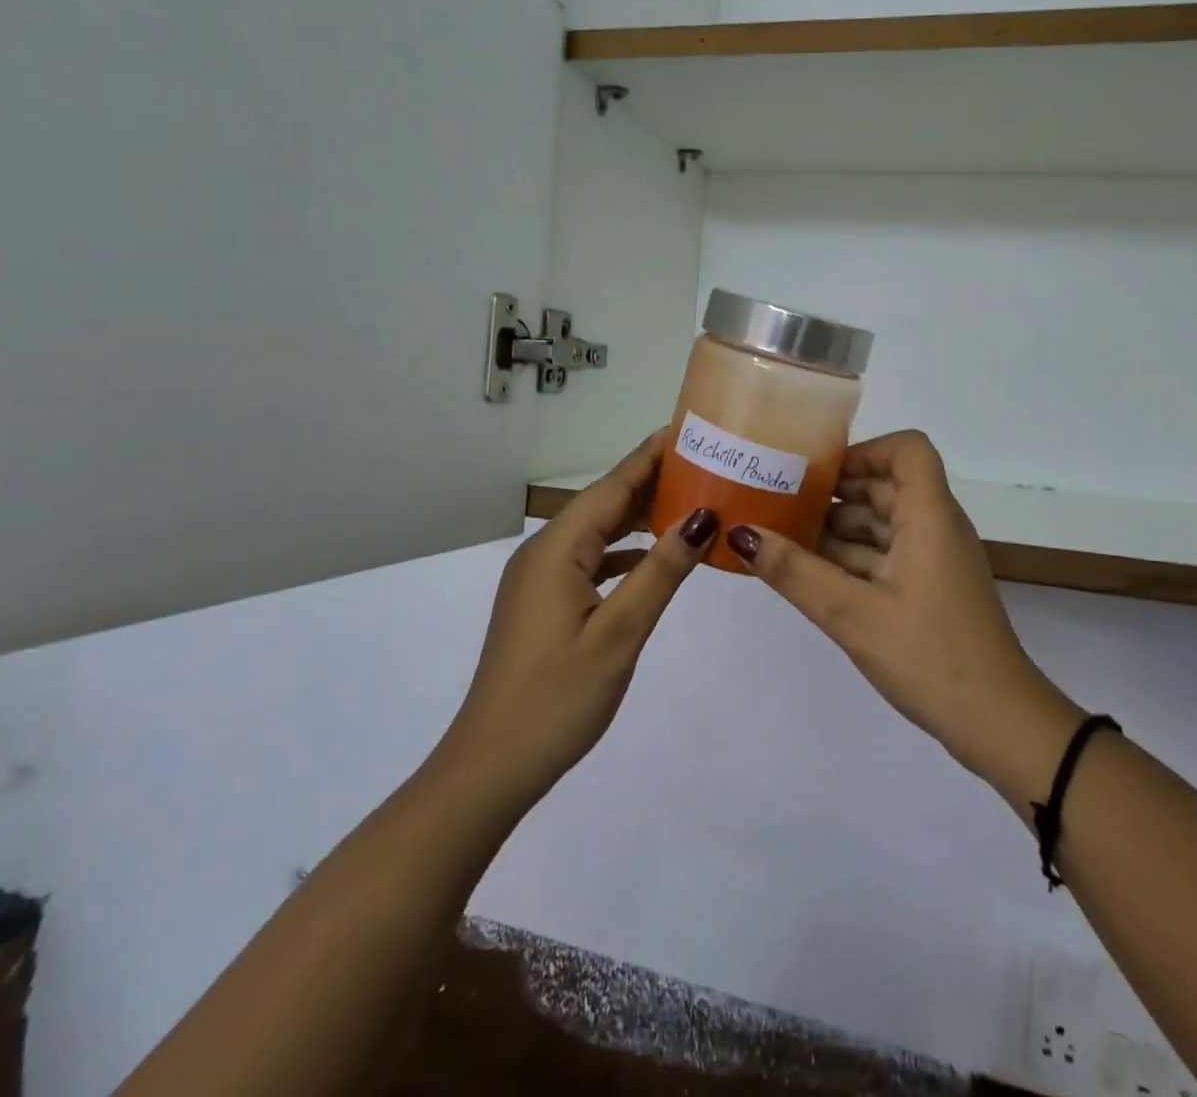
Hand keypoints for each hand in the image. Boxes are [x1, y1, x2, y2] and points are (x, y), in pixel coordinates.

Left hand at [442, 431, 718, 812]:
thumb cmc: (556, 699)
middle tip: (706, 465)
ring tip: (691, 502)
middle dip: (652, 481)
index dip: (652, 455)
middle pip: (604, 502)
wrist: (490, 768)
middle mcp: (543, 552)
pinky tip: (652, 558)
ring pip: (597, 531)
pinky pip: (589, 559)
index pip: (614, 485)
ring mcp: (539, 578)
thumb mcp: (620, 633)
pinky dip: (623, 551)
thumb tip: (703, 517)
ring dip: (639, 516)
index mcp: (557, 549)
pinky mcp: (542, 602)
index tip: (692, 429)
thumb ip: (662, 571)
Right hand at [725, 431, 1084, 804]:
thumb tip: (742, 534)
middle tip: (779, 502)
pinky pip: (885, 558)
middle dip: (834, 492)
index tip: (818, 473)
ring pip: (881, 526)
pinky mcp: (929, 591)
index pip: (906, 450)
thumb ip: (795, 572)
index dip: (864, 451)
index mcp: (930, 516)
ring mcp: (934, 562)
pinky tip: (808, 575)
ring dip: (836, 530)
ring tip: (781, 539)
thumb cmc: (930, 655)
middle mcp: (936, 528)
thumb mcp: (853, 614)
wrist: (998, 723)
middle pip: (885, 487)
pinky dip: (849, 560)